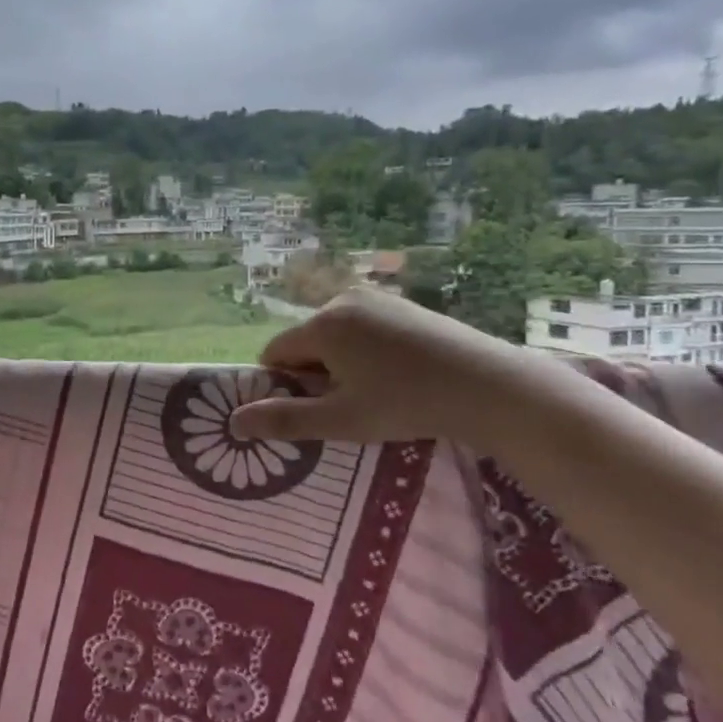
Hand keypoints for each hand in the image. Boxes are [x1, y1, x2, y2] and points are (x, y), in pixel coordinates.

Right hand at [228, 288, 554, 448]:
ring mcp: (375, 298)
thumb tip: (233, 423)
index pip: (274, 353)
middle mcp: (341, 300)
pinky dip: (365, 351)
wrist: (489, 386)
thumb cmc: (407, 404)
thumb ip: (285, 420)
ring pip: (333, 336)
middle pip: (304, 342)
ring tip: (376, 393)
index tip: (314, 409)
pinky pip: (362, 327)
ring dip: (340, 364)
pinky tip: (397, 375)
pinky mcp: (402, 304)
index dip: (284, 385)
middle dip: (314, 373)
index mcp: (321, 324)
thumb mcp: (341, 420)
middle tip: (349, 405)